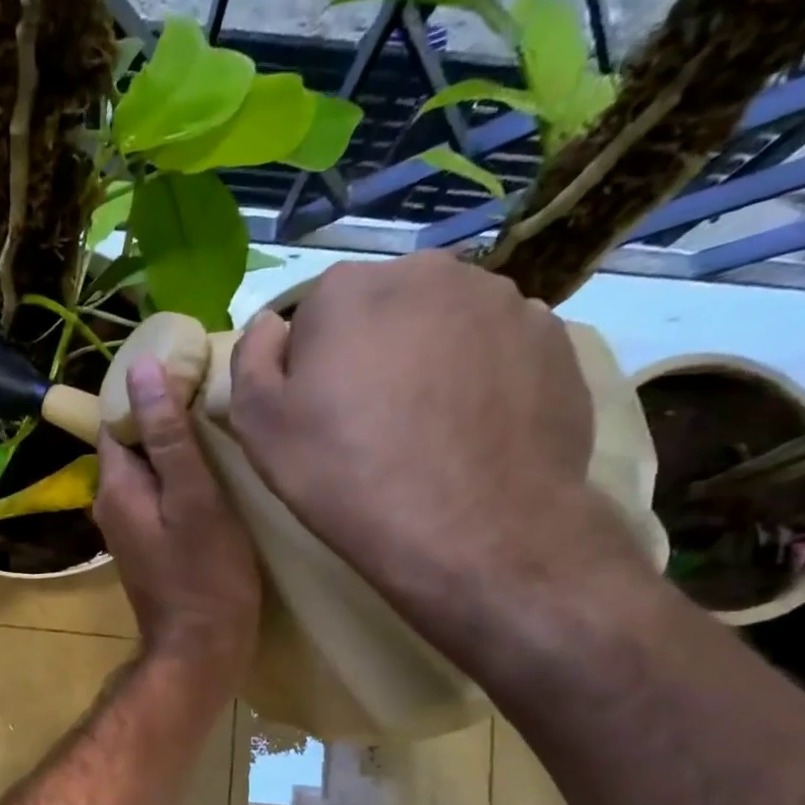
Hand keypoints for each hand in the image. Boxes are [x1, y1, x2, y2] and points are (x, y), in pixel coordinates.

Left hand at [94, 356, 258, 698]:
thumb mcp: (193, 497)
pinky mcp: (149, 545)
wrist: (202, 647)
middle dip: (164, 419)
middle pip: (131, 445)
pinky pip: (158, 497)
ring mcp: (128, 528)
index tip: (189, 373)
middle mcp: (111, 504)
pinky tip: (214, 475)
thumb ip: (167, 435)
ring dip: (175, 450)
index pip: (116, 421)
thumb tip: (140, 371)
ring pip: (147, 472)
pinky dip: (179, 480)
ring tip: (220, 430)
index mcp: (115, 487)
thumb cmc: (205, 573)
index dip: (147, 394)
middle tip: (213, 398)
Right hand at [227, 253, 643, 624]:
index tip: (316, 412)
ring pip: (442, 325)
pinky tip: (470, 431)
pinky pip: (495, 349)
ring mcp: (501, 300)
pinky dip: (479, 377)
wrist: (472, 531)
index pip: (314, 313)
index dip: (310, 365)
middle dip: (371, 352)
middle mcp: (428, 273)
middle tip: (369, 422)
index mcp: (348, 290)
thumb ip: (251, 359)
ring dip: (427, 360)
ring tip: (426, 430)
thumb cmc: (346, 477)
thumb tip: (271, 325)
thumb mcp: (259, 427)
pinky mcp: (553, 339)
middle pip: (382, 309)